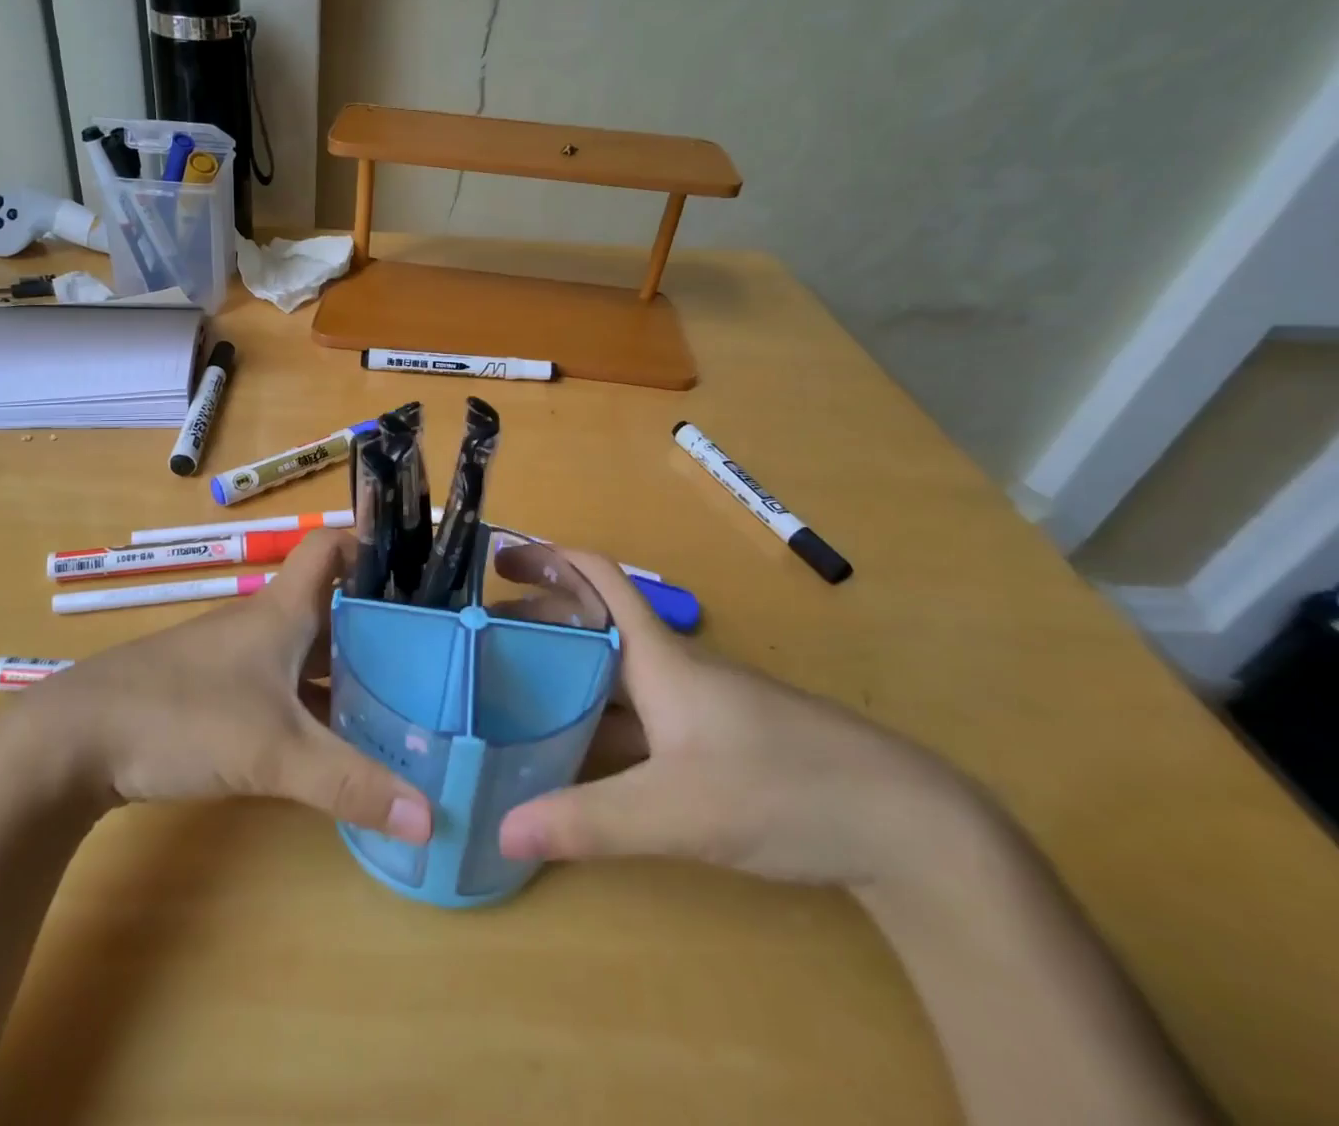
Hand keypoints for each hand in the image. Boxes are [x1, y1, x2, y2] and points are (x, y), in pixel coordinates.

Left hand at [11, 530, 432, 843]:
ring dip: (347, 669)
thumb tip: (430, 818)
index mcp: (283, 610)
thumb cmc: (183, 716)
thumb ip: (351, 784)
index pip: (331, 547)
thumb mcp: (275, 752)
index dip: (371, 548)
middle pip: (331, 606)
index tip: (415, 577)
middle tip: (429, 657)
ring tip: (398, 701)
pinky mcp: (215, 691)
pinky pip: (282, 684)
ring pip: (307, 650)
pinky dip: (313, 702)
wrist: (75, 738)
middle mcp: (263, 623)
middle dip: (378, 625)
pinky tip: (332, 740)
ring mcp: (236, 658)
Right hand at [498, 552, 980, 887]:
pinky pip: (634, 714)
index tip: (497, 560)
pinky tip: (572, 750)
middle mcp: (671, 668)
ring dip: (563, 669)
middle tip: (480, 638)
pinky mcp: (712, 740)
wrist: (905, 823)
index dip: (548, 557)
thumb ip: (589, 821)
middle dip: (538, 618)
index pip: (598, 579)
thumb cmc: (783, 787)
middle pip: (594, 623)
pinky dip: (594, 717)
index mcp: (659, 657)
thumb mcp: (678, 811)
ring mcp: (695, 705)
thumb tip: (501, 830)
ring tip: (508, 688)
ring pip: (613, 671)